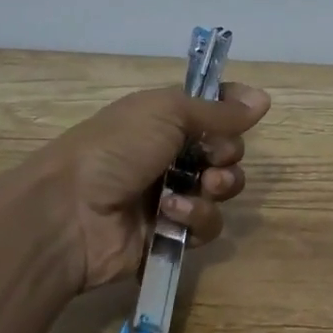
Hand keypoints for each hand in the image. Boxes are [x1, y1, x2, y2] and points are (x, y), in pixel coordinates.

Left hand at [11, 82, 270, 295]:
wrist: (69, 213)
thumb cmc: (115, 149)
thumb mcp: (166, 113)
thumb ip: (218, 110)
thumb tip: (263, 98)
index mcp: (164, 119)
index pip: (211, 109)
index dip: (232, 109)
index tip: (249, 111)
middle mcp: (170, 154)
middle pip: (225, 151)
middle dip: (227, 154)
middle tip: (213, 159)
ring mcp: (170, 195)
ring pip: (222, 190)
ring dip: (217, 187)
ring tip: (200, 188)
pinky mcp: (171, 234)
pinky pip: (207, 225)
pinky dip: (195, 218)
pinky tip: (172, 214)